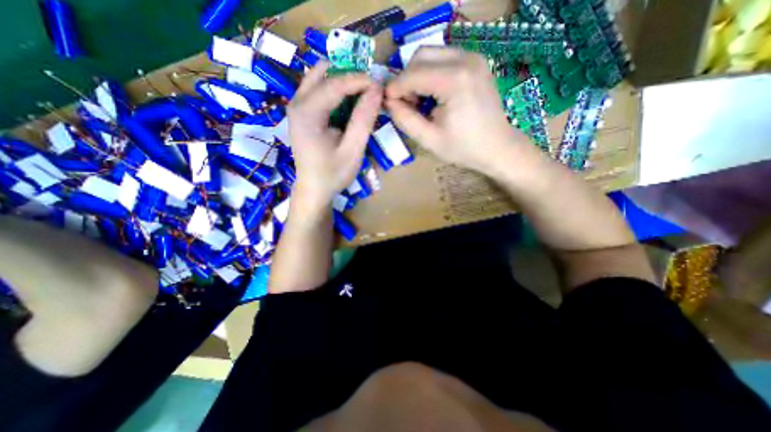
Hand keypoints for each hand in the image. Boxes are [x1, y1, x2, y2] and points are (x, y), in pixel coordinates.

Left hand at [287, 60, 382, 212]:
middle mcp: (297, 103)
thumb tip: (376, 90)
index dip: (360, 80)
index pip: (335, 83)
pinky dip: (336, 91)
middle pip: (324, 73)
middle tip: (370, 90)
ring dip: (343, 81)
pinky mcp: (301, 112)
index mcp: (307, 113)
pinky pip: (318, 90)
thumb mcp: (352, 150)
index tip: (381, 86)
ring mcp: (296, 106)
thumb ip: (363, 120)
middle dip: (349, 76)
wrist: (314, 189)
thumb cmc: (333, 174)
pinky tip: (350, 105)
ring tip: (363, 96)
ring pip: (320, 77)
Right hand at [389, 47, 526, 174]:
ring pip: (431, 55)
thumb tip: (388, 102)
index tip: (387, 104)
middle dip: (406, 79)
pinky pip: (443, 59)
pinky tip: (434, 95)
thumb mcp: (429, 139)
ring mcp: (473, 57)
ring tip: (420, 102)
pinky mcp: (475, 62)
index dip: (395, 89)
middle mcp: (465, 59)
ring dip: (418, 76)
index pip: (412, 74)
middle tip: (407, 104)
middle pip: (420, 56)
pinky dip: (431, 74)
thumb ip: (405, 119)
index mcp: (454, 80)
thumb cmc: (463, 148)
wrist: (497, 147)